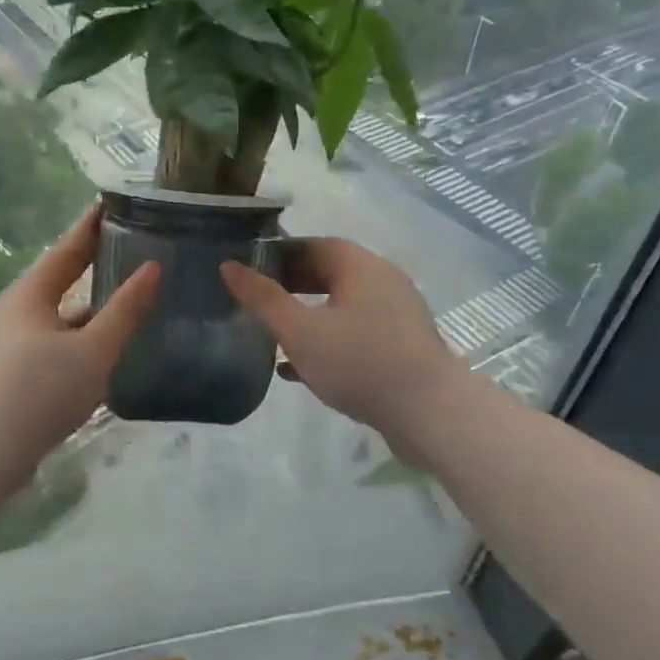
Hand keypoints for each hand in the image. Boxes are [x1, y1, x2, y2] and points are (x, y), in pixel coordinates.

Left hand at [0, 206, 160, 473]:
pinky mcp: (9, 374)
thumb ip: (125, 310)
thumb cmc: (42, 391)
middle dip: (91, 266)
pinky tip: (100, 352)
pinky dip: (77, 339)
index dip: (91, 227)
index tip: (112, 204)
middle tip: (127, 249)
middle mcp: (14, 312)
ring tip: (124, 301)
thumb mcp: (93, 350)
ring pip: (56, 317)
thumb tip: (152, 269)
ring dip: (87, 309)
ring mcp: (8, 344)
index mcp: (29, 295)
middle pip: (59, 281)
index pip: (67, 250)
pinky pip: (51, 343)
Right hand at [221, 239, 461, 453]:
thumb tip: (228, 266)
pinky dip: (326, 341)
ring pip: (340, 307)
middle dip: (290, 286)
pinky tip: (298, 369)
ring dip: (307, 316)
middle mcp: (382, 282)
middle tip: (255, 302)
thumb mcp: (300, 331)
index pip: (314, 245)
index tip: (248, 270)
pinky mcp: (400, 347)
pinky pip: (355, 334)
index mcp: (360, 266)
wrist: (431, 414)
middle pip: (329, 274)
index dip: (279, 254)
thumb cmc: (360, 362)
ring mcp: (395, 315)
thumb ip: (262, 299)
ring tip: (271, 334)